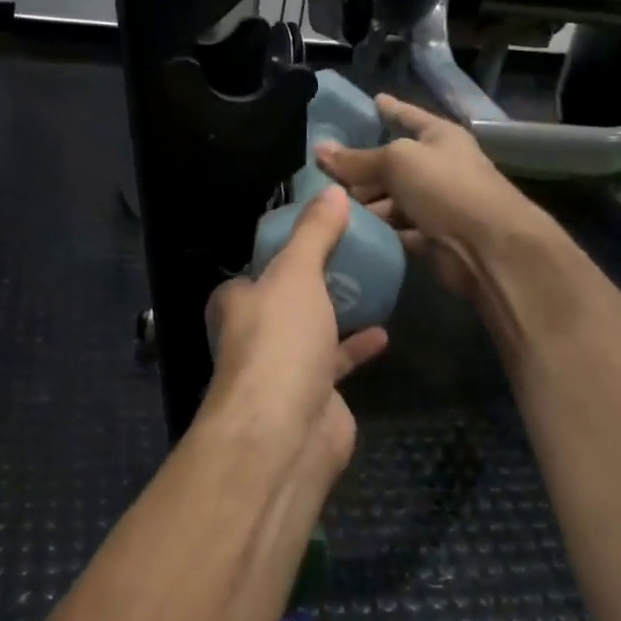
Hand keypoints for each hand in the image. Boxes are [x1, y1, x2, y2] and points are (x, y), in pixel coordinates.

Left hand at [203, 186, 388, 474]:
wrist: (286, 431)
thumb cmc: (280, 341)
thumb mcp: (296, 273)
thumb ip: (314, 233)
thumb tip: (333, 189)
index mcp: (237, 301)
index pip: (257, 266)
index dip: (283, 248)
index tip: (318, 229)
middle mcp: (254, 333)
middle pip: (286, 298)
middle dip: (314, 281)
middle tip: (354, 254)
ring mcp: (283, 367)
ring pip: (311, 330)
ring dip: (336, 312)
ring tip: (371, 284)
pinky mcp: (314, 394)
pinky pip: (336, 361)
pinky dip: (356, 346)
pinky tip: (382, 333)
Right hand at [316, 94, 549, 303]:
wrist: (488, 246)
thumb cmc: (446, 187)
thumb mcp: (397, 161)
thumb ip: (357, 159)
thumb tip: (320, 150)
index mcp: (439, 137)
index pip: (409, 116)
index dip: (391, 109)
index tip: (372, 100)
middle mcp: (439, 167)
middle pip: (392, 164)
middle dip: (361, 169)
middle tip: (323, 173)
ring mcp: (436, 204)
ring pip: (391, 199)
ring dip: (364, 204)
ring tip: (329, 206)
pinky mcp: (430, 237)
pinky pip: (395, 229)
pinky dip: (377, 230)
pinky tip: (348, 230)